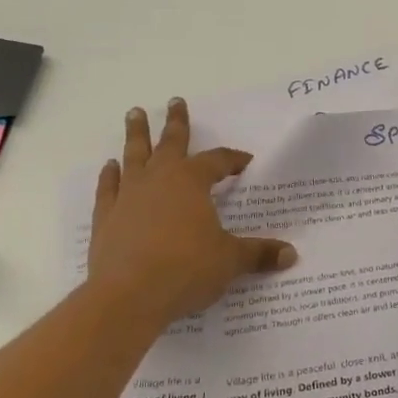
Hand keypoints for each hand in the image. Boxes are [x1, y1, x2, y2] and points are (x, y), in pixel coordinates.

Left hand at [84, 98, 296, 329]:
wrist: (129, 296)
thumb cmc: (186, 269)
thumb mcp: (230, 261)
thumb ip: (258, 253)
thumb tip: (291, 254)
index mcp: (192, 182)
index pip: (217, 161)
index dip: (232, 159)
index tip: (244, 160)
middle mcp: (159, 180)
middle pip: (170, 143)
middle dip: (175, 122)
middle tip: (175, 101)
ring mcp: (128, 196)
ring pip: (134, 156)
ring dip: (136, 135)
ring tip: (134, 114)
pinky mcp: (106, 217)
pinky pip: (108, 188)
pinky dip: (109, 176)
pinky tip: (109, 166)